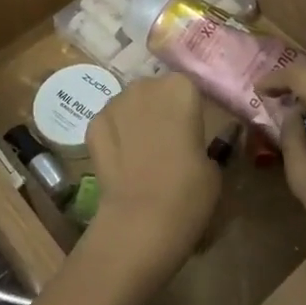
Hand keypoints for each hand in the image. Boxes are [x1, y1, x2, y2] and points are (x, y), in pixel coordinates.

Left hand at [83, 74, 220, 279]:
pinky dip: (113, 137)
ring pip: (129, 105)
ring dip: (135, 121)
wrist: (141, 219)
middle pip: (155, 92)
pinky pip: (108, 124)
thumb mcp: (212, 166)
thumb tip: (191, 146)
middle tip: (167, 142)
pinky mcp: (93, 123)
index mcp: (181, 88)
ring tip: (140, 154)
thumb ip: (201, 143)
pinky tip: (120, 163)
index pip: (187, 89)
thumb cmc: (188, 190)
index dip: (188, 111)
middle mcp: (146, 85)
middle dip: (159, 110)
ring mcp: (115, 102)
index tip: (190, 134)